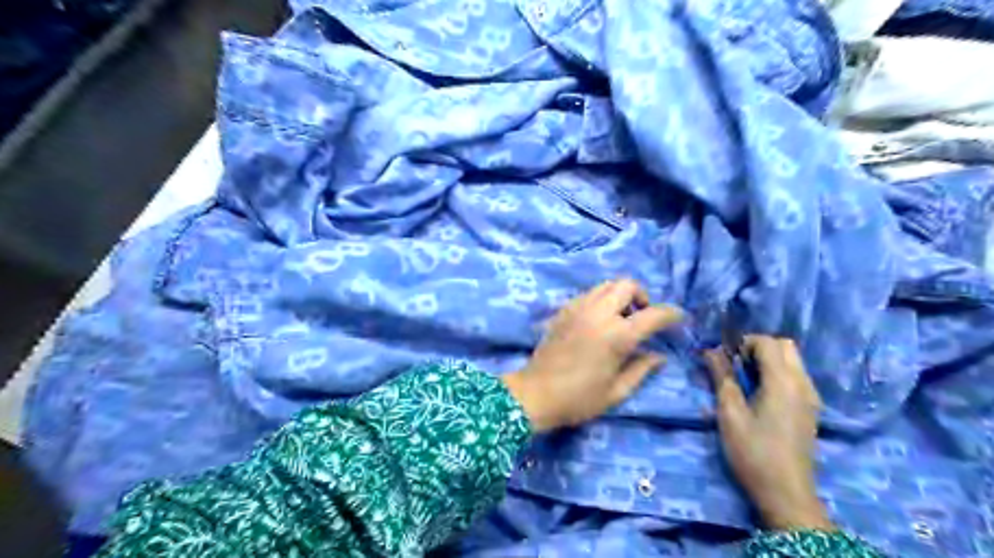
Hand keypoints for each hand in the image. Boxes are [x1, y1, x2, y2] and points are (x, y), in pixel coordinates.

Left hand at [505, 280, 685, 432]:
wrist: (535, 394)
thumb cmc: (579, 399)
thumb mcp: (616, 391)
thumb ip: (641, 369)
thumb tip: (659, 356)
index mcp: (617, 335)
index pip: (653, 314)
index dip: (671, 314)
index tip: (678, 318)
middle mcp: (599, 314)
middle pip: (627, 285)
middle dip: (642, 295)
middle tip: (641, 316)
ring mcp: (578, 308)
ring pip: (606, 285)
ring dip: (619, 295)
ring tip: (620, 318)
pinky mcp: (563, 310)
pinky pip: (588, 294)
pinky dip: (600, 299)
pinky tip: (598, 321)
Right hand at [701, 336, 831, 531]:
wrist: (786, 494)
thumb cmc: (752, 452)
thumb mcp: (730, 413)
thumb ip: (722, 377)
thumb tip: (711, 350)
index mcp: (783, 382)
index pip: (767, 342)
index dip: (743, 343)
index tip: (726, 359)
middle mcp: (803, 383)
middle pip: (785, 345)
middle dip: (758, 347)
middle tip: (736, 366)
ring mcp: (811, 397)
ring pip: (793, 360)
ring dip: (769, 360)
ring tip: (746, 381)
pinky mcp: (811, 409)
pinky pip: (796, 376)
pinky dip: (778, 373)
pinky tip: (760, 395)